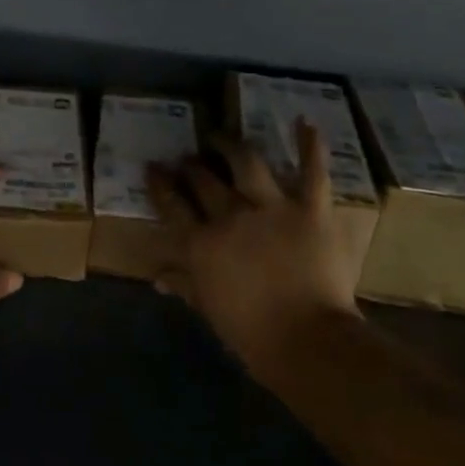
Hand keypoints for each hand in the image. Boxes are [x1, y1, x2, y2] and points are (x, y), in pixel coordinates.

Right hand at [147, 121, 361, 371]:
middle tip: (188, 156)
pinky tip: (305, 123)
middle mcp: (230, 216)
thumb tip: (157, 278)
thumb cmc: (253, 334)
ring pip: (246, 163)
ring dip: (232, 146)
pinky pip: (311, 172)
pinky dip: (310, 146)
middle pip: (204, 181)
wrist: (308, 342)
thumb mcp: (209, 310)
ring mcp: (271, 208)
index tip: (153, 167)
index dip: (160, 184)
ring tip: (222, 138)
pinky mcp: (310, 209)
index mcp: (201, 244)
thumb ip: (184, 285)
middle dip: (192, 165)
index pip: (172, 206)